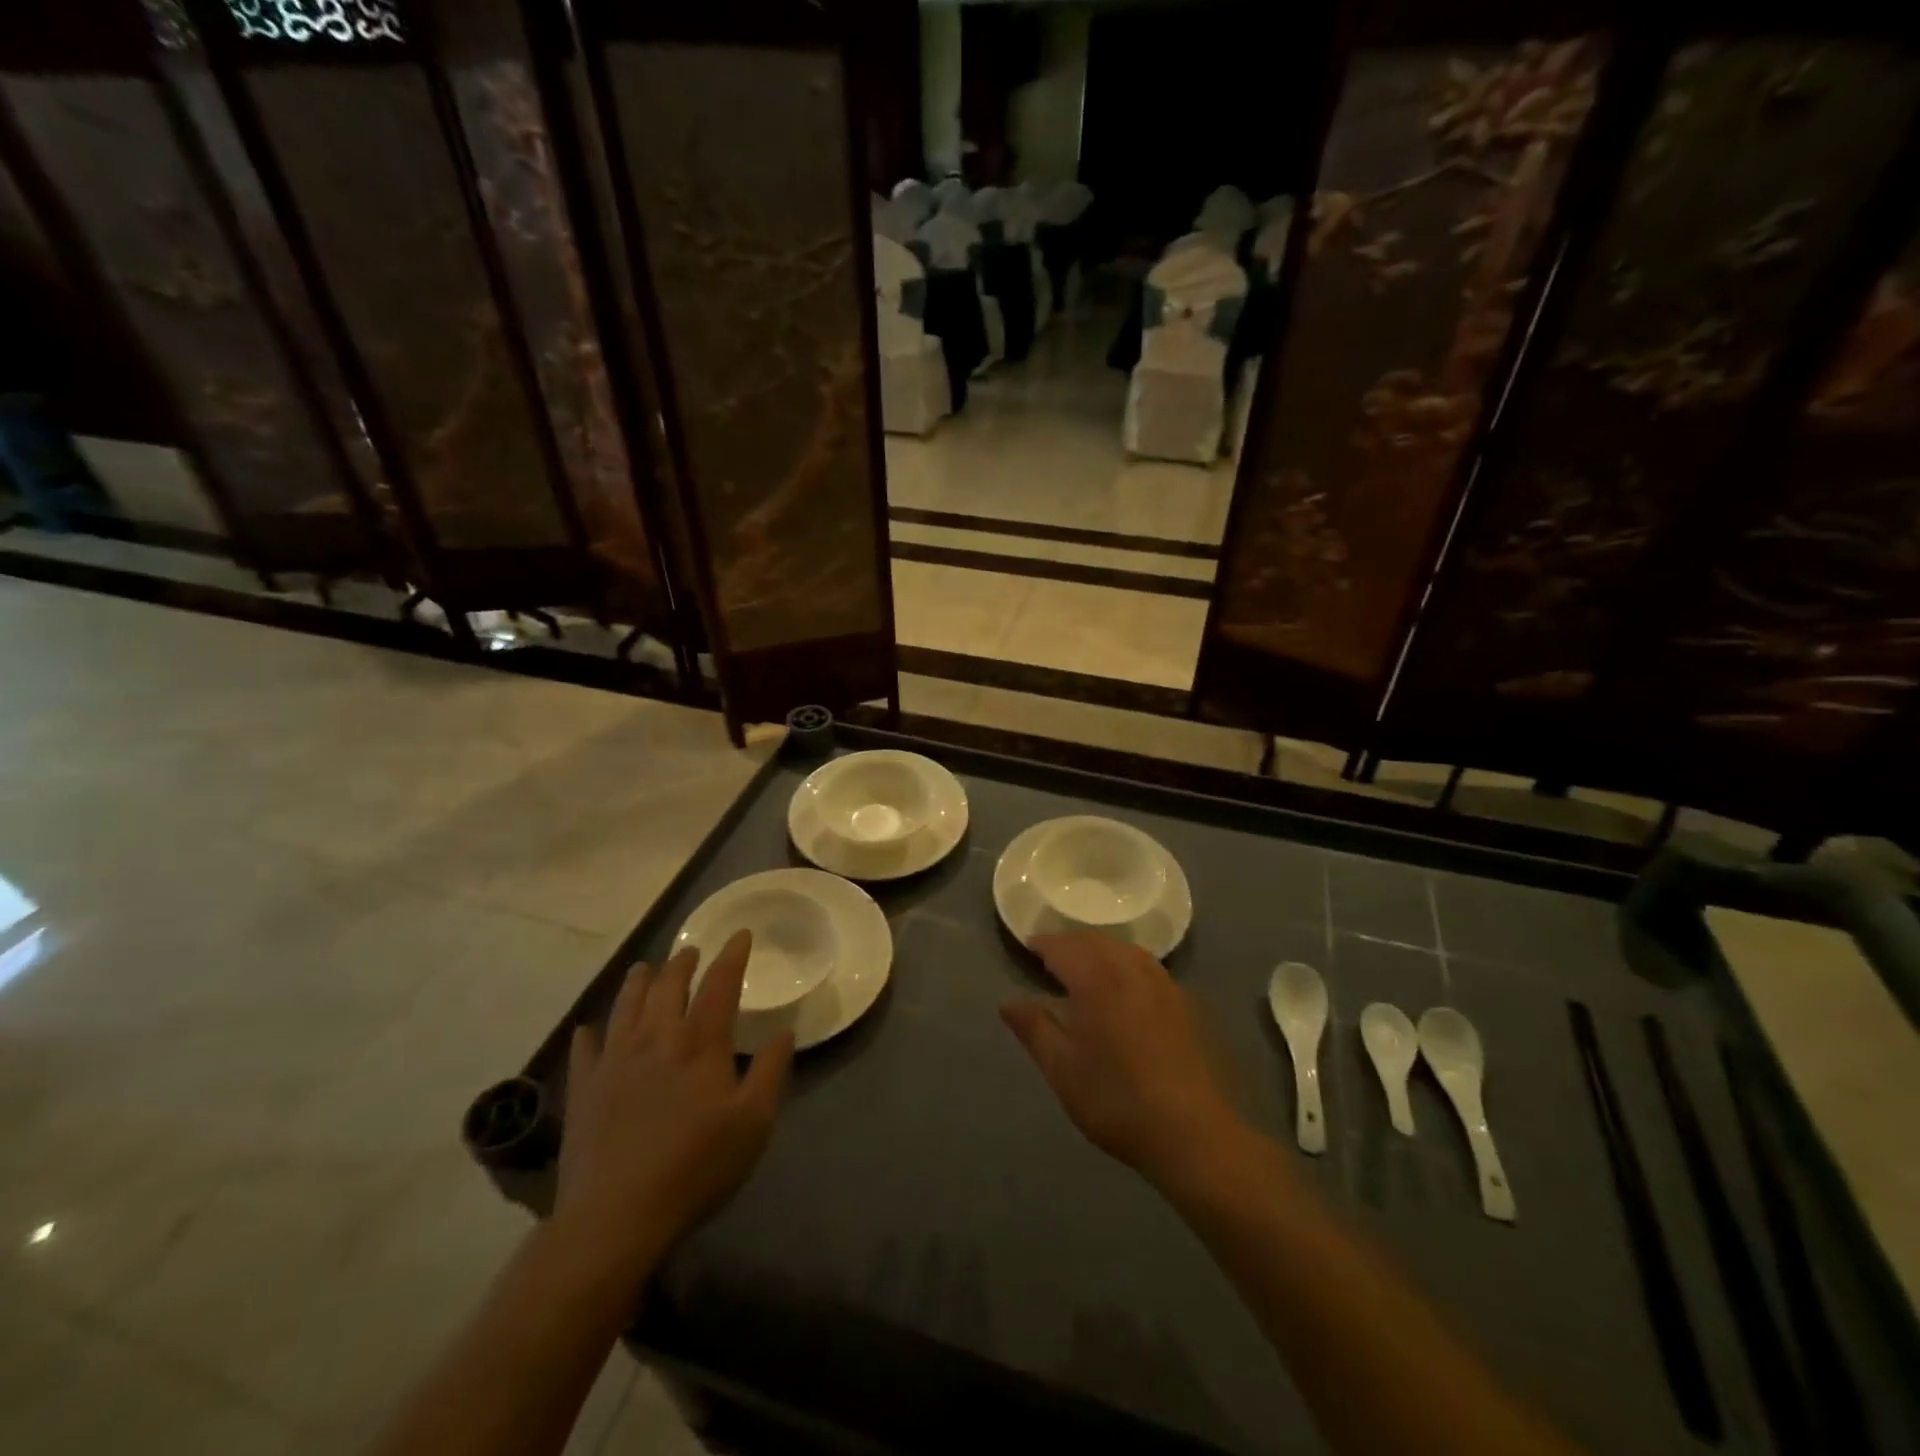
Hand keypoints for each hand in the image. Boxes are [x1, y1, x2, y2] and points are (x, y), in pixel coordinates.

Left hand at [555, 931, 793, 1283]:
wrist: (616, 1216)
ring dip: (638, 982)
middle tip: (691, 951)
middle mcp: (656, 1038)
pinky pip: (585, 1049)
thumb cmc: (696, 1166)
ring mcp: (615, 1061)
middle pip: (668, 986)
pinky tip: (590, 1029)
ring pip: (626, 1006)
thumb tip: (784, 1031)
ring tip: (644, 968)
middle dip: (682, 963)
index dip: (731, 956)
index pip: (719, 984)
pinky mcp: (584, 1089)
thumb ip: (772, 1071)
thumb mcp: (754, 1122)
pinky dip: (590, 1033)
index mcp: (700, 1042)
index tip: (740, 935)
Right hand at [1001, 930, 1246, 1187]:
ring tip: (1084, 966)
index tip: (1027, 947)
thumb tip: (1009, 1002)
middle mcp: (1130, 969)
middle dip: (1070, 942)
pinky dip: (1125, 963)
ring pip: (1124, 949)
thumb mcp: (1062, 1069)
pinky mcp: (1184, 1001)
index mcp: (1096, 979)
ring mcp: (1163, 983)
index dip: (1042, 943)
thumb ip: (1034, 1028)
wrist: (1193, 1133)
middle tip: (1051, 956)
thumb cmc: (1116, 1100)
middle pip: (1095, 940)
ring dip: (1099, 949)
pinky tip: (1124, 987)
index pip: (1063, 946)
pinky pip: (1147, 966)